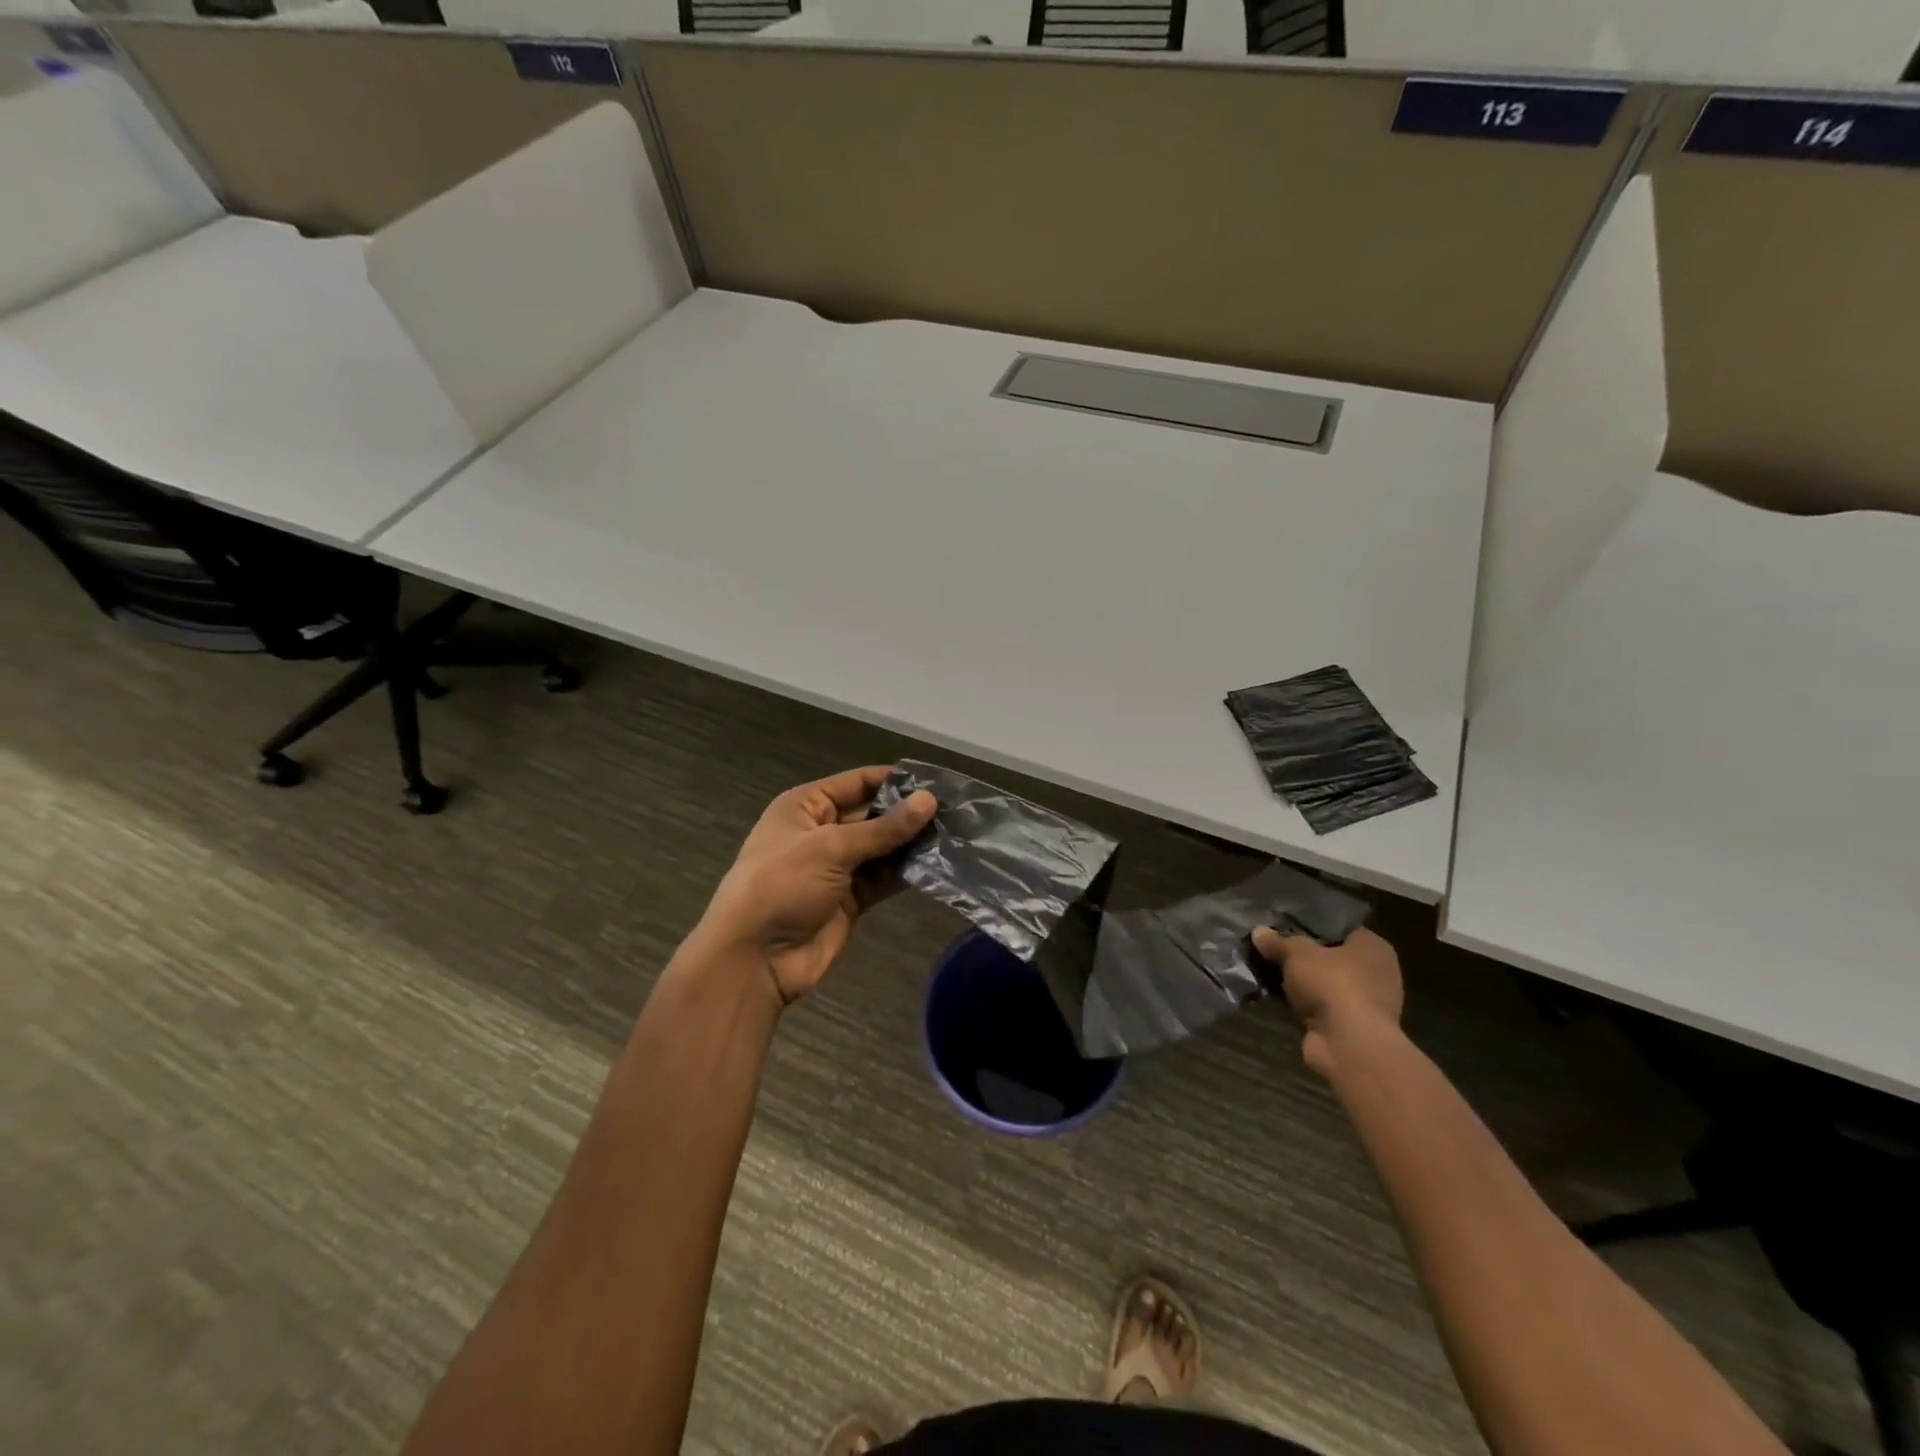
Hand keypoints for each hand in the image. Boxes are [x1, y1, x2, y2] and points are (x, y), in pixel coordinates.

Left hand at [697, 767, 936, 1004]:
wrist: (754, 958)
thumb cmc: (782, 885)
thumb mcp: (830, 848)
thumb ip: (883, 828)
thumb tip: (929, 800)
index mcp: (805, 807)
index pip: (856, 782)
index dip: (893, 780)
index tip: (935, 781)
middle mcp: (822, 832)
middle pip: (872, 815)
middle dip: (908, 814)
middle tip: (955, 812)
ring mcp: (836, 868)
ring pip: (881, 849)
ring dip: (911, 845)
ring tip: (954, 836)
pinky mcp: (849, 899)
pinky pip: (882, 879)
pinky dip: (905, 873)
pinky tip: (938, 866)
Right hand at [1251, 926, 1403, 1077]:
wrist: (1349, 1044)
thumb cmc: (1333, 984)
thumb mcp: (1297, 953)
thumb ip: (1278, 941)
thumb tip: (1259, 932)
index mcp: (1373, 947)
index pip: (1341, 929)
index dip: (1312, 926)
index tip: (1285, 927)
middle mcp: (1377, 973)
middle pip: (1331, 958)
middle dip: (1304, 958)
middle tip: (1273, 950)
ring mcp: (1366, 1003)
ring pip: (1325, 984)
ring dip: (1302, 984)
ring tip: (1268, 973)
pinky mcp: (1352, 1028)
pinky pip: (1322, 1007)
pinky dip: (1304, 1005)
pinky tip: (1278, 998)